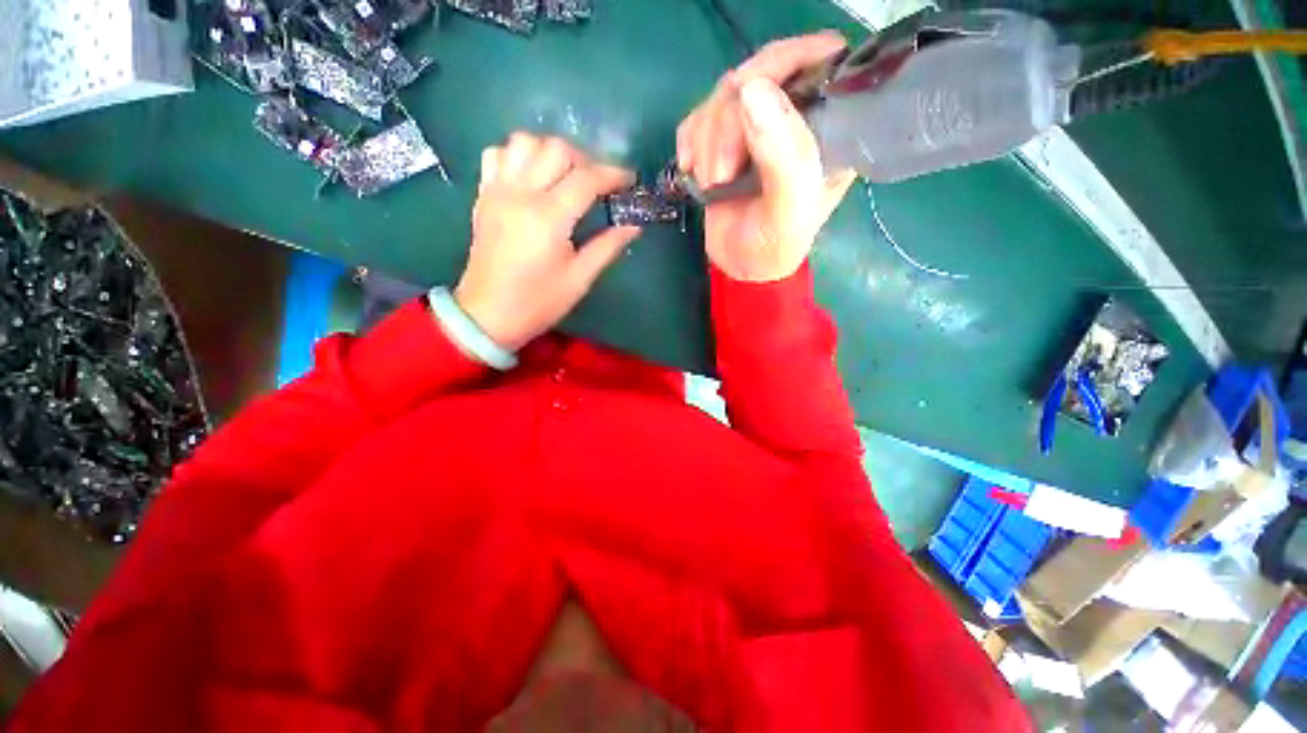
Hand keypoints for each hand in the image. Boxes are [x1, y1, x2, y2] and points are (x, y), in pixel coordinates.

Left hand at [455, 133, 639, 350]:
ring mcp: (497, 191)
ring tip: (564, 176)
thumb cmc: (538, 302)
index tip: (629, 180)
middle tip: (597, 184)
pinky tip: (532, 177)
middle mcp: (521, 194)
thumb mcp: (579, 279)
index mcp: (548, 218)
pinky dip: (519, 156)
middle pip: (556, 149)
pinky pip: (498, 154)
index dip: (613, 175)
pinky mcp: (484, 196)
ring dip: (551, 152)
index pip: (586, 179)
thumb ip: (607, 247)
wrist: (488, 314)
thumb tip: (634, 226)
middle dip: (584, 160)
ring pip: (524, 142)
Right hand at [677, 33, 857, 281]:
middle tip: (720, 174)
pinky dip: (689, 141)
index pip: (819, 58)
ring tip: (711, 184)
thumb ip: (783, 155)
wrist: (741, 268)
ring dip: (707, 142)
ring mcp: (758, 126)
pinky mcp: (725, 139)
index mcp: (829, 128)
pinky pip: (699, 115)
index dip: (784, 64)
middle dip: (729, 123)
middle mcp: (797, 117)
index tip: (751, 103)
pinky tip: (691, 169)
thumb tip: (751, 90)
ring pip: (724, 95)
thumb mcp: (788, 210)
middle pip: (760, 73)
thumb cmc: (774, 247)